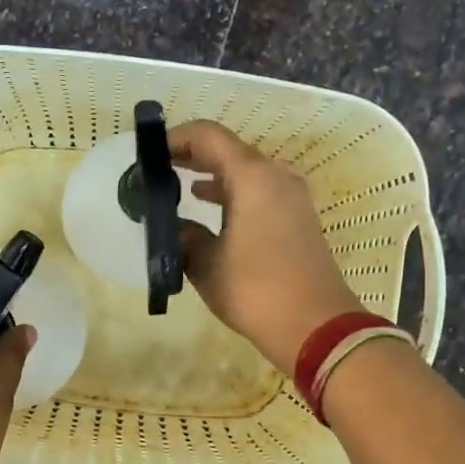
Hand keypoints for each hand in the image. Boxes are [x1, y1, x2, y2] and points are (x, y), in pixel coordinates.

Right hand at [171, 120, 362, 375]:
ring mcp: (292, 197)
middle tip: (158, 169)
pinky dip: (233, 193)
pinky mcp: (299, 218)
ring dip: (213, 175)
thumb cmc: (255, 290)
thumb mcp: (206, 264)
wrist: (316, 327)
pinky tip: (210, 211)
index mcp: (252, 177)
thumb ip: (184, 236)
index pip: (208, 136)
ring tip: (178, 188)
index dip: (175, 138)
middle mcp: (276, 176)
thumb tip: (173, 226)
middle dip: (192, 156)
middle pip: (228, 150)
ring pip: (245, 172)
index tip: (148, 155)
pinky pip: (259, 192)